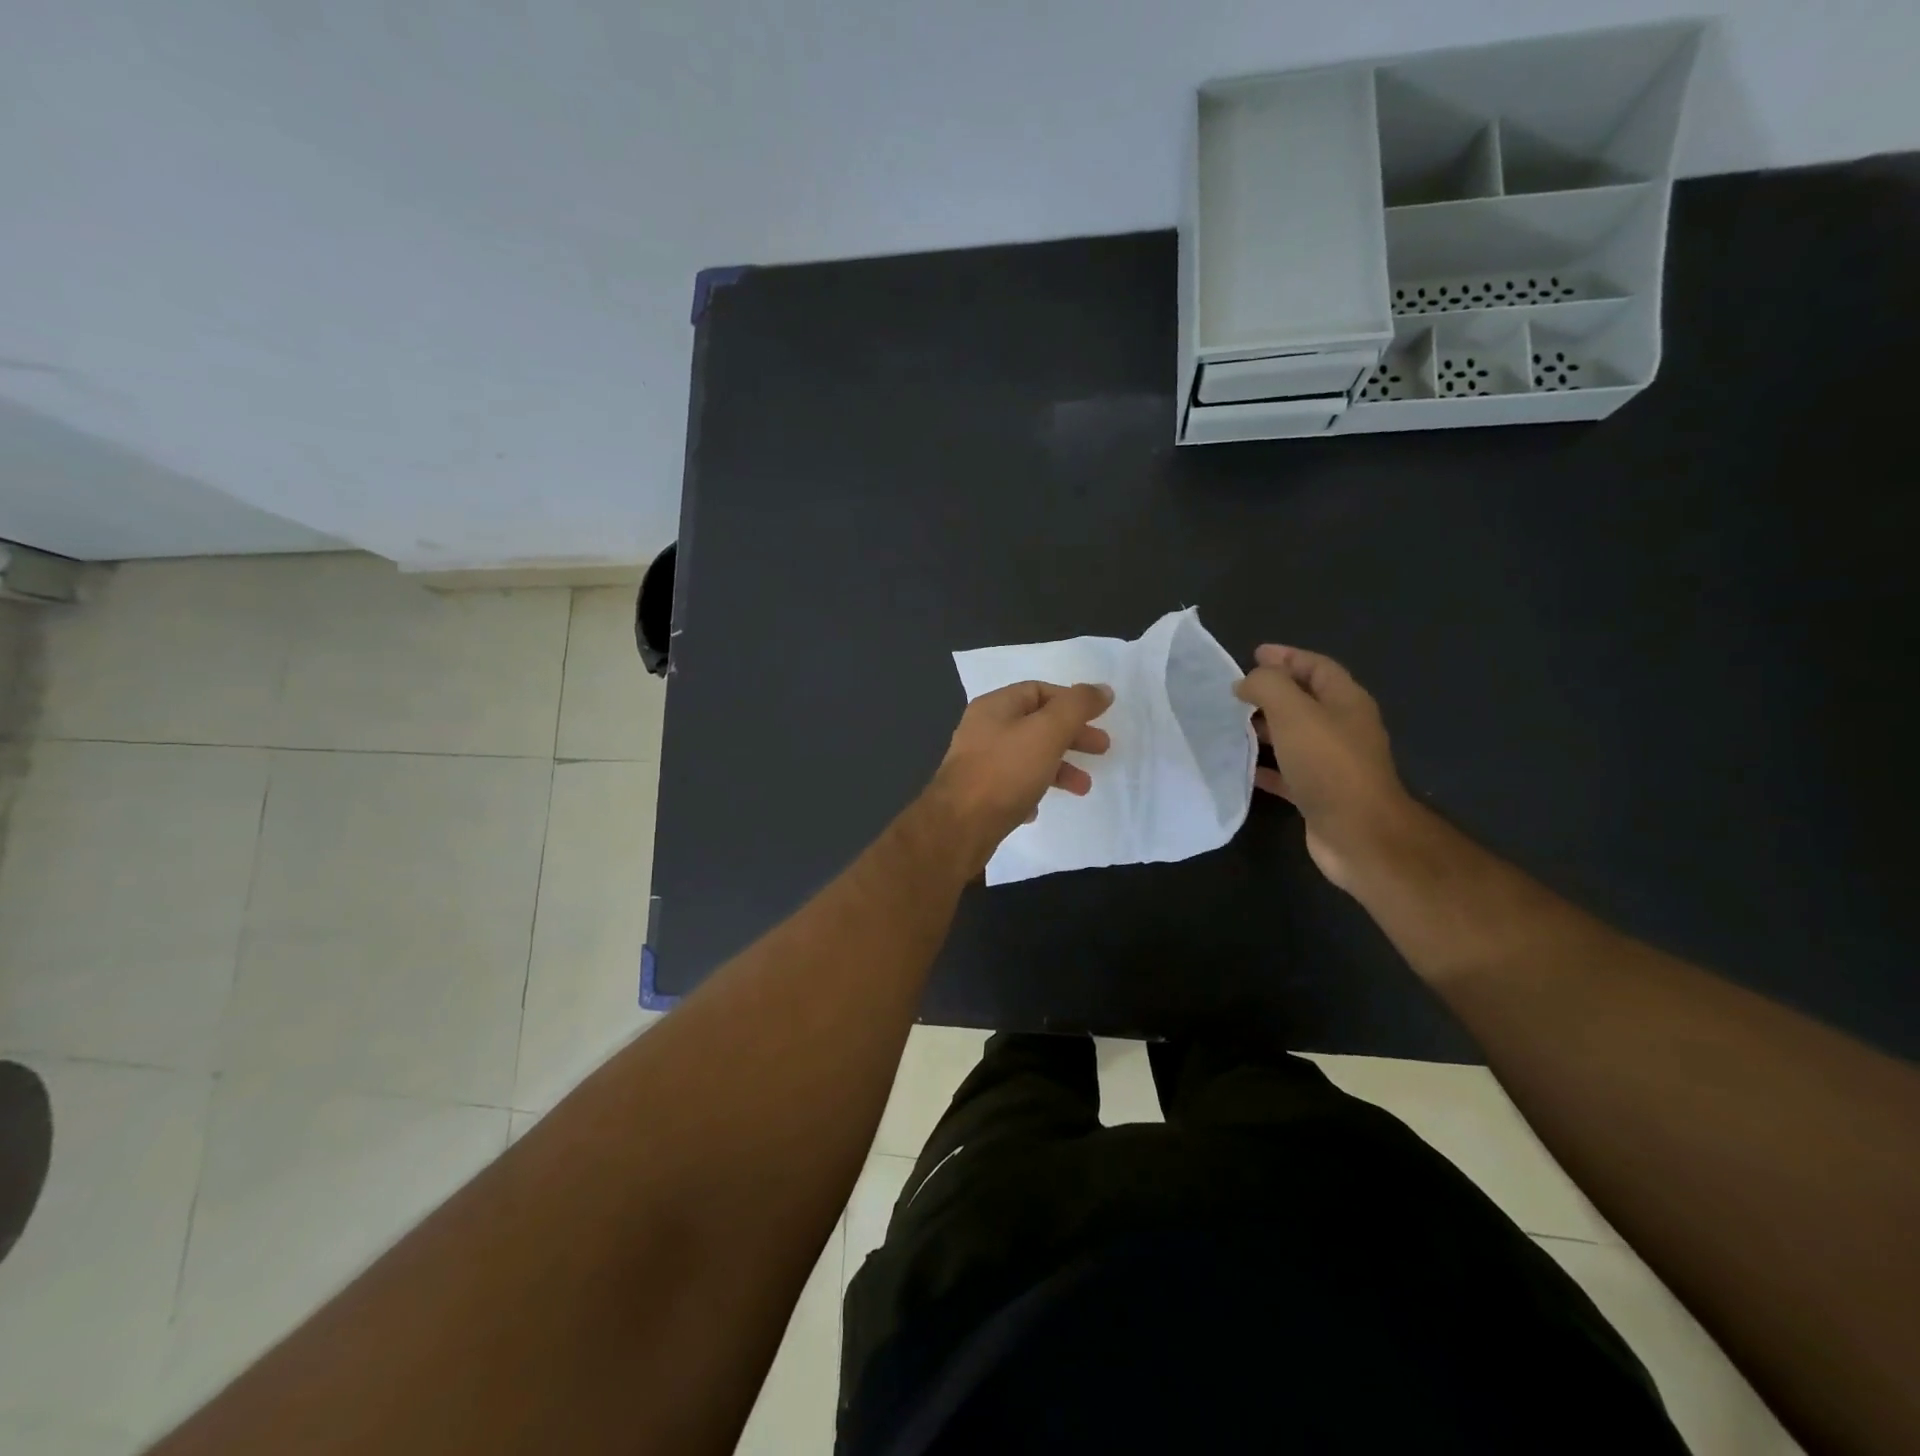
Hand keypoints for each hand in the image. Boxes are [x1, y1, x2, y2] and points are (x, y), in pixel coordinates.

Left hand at [927, 681, 1112, 872]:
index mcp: (995, 707)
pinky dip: (1032, 791)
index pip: (1038, 690)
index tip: (1099, 718)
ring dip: (1058, 768)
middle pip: (1036, 724)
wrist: (959, 826)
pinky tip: (1039, 808)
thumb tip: (1103, 690)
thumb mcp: (1048, 731)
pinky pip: (1012, 786)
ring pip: (1027, 757)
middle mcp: (983, 730)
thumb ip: (1077, 707)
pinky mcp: (978, 794)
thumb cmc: (1006, 771)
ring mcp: (978, 763)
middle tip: (1102, 750)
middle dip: (1071, 736)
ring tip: (1083, 788)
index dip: (1071, 701)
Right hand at [1233, 645, 1413, 890]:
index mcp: (1346, 702)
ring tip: (1233, 725)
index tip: (1253, 654)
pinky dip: (1266, 766)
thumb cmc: (1329, 765)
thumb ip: (1269, 687)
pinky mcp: (1320, 794)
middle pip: (1306, 700)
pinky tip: (1243, 768)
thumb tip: (1247, 682)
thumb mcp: (1294, 713)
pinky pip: (1288, 772)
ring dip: (1266, 728)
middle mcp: (1343, 729)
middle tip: (1237, 691)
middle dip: (1273, 692)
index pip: (1316, 667)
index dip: (1287, 657)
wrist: (1359, 834)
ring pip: (1295, 736)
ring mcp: (1333, 763)